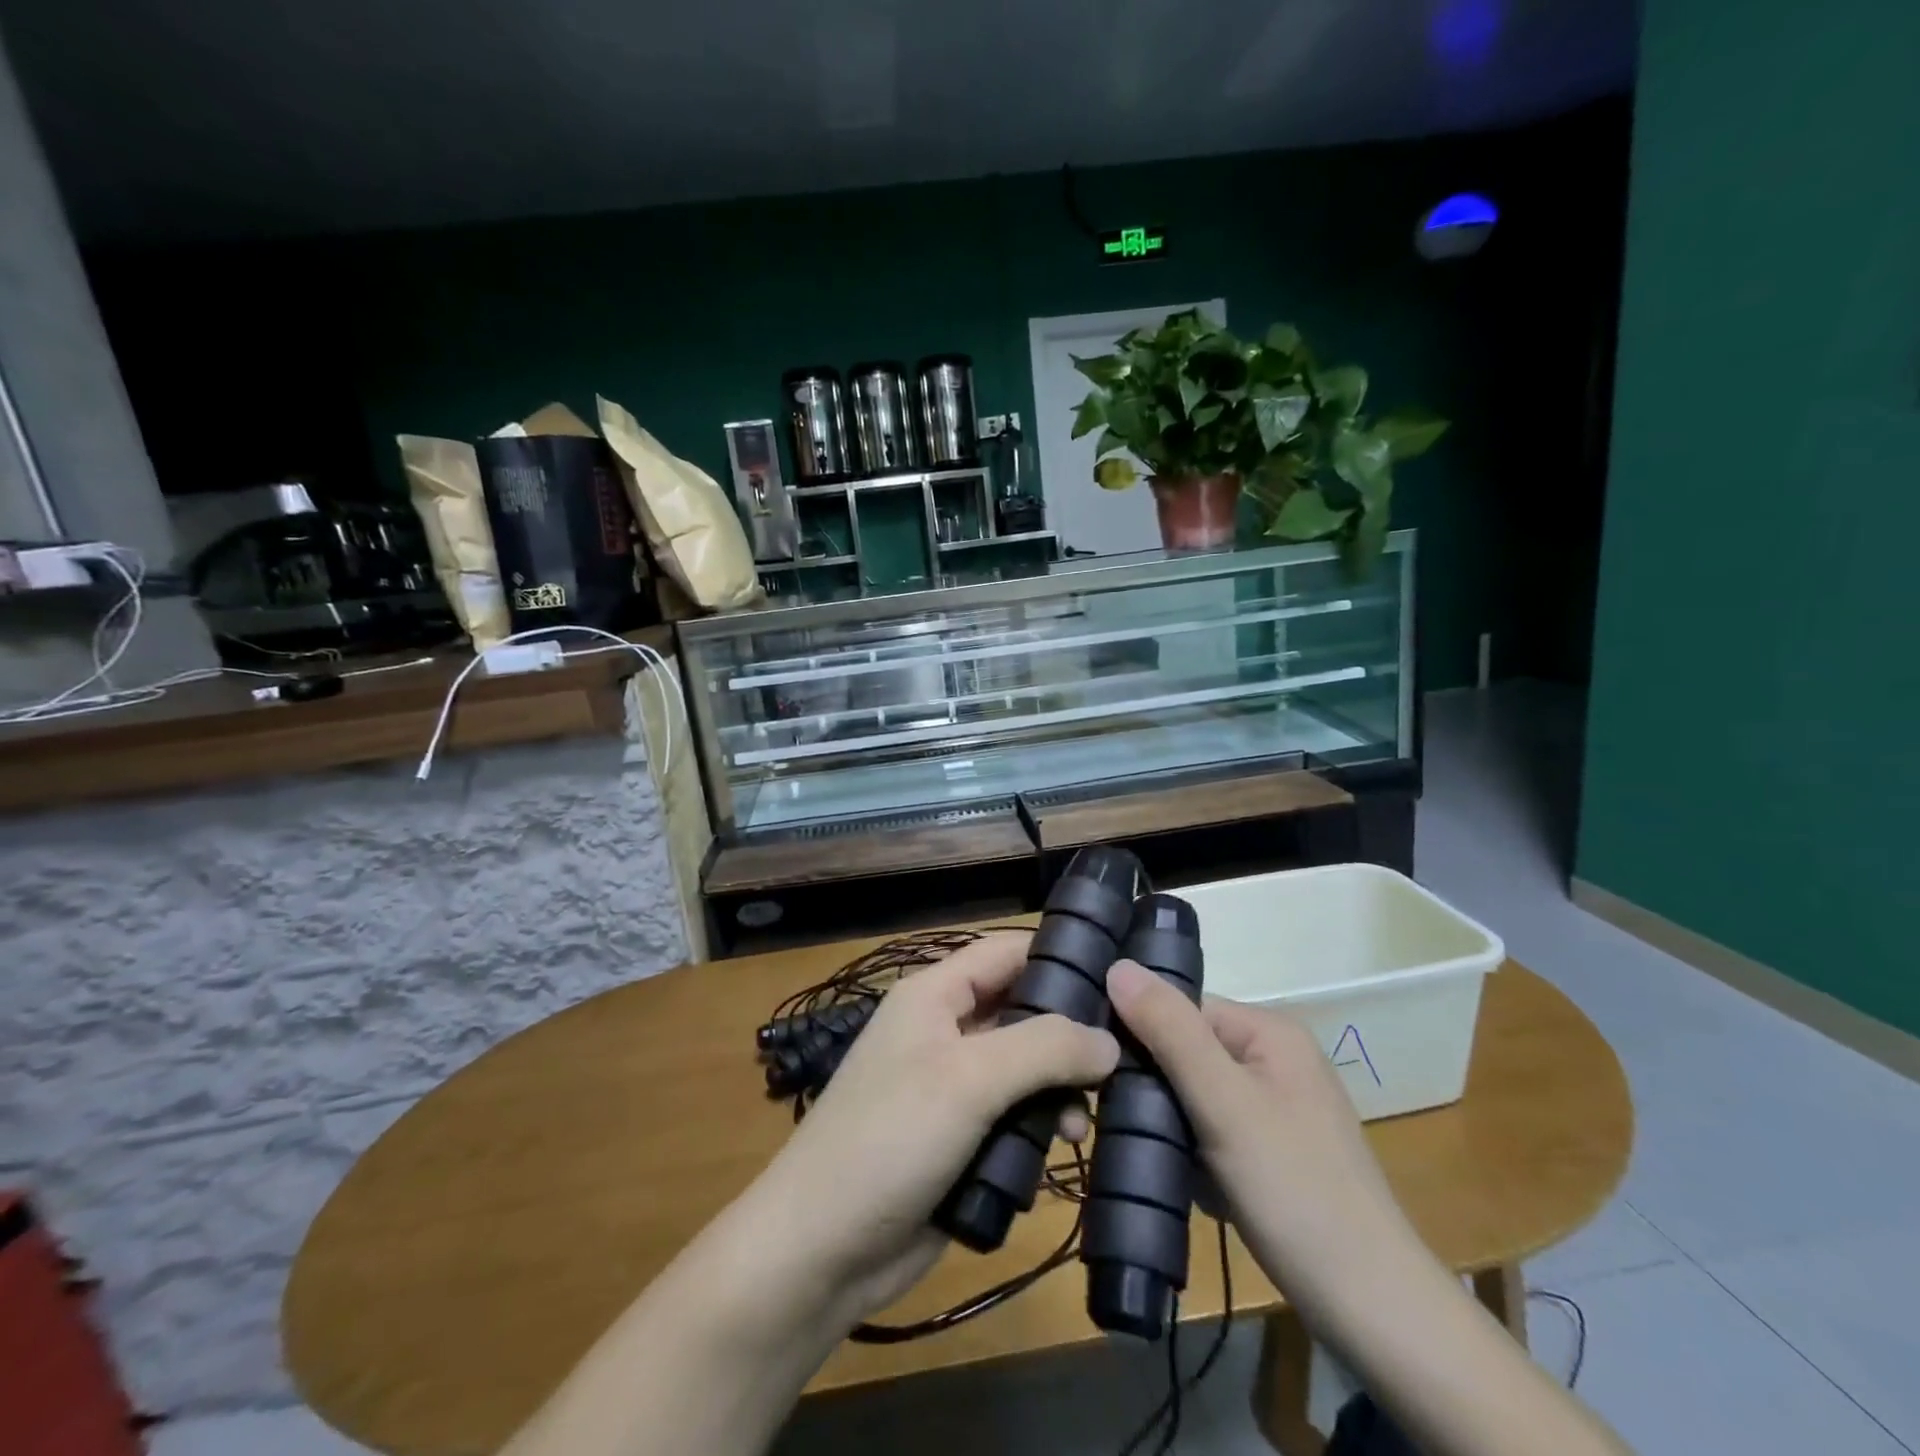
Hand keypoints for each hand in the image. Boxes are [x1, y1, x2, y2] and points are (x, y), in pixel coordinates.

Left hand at [751, 932, 1119, 1323]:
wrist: (821, 1249)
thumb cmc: (891, 1138)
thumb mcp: (969, 1078)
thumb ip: (1044, 1047)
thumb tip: (1110, 1041)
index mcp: (935, 995)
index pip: (1007, 951)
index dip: (1059, 954)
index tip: (1121, 978)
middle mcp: (946, 1031)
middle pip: (1022, 1011)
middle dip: (1069, 1033)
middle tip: (1122, 1061)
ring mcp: (953, 1087)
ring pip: (1024, 1069)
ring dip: (1057, 1089)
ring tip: (1080, 1125)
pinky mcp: (961, 1139)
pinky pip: (1014, 1117)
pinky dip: (1038, 1126)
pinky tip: (1059, 1149)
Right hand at [1105, 961, 1416, 1319]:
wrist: (1373, 1310)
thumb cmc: (1294, 1190)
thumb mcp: (1223, 1102)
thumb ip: (1169, 1031)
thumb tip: (1117, 966)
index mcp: (1270, 1031)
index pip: (1182, 1009)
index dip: (1141, 1035)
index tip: (1106, 1074)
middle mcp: (1277, 1058)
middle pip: (1188, 1051)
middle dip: (1157, 1088)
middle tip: (1132, 1124)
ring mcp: (1279, 1107)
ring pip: (1196, 1095)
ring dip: (1173, 1124)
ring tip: (1160, 1158)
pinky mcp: (1276, 1151)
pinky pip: (1215, 1130)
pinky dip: (1195, 1153)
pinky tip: (1191, 1182)